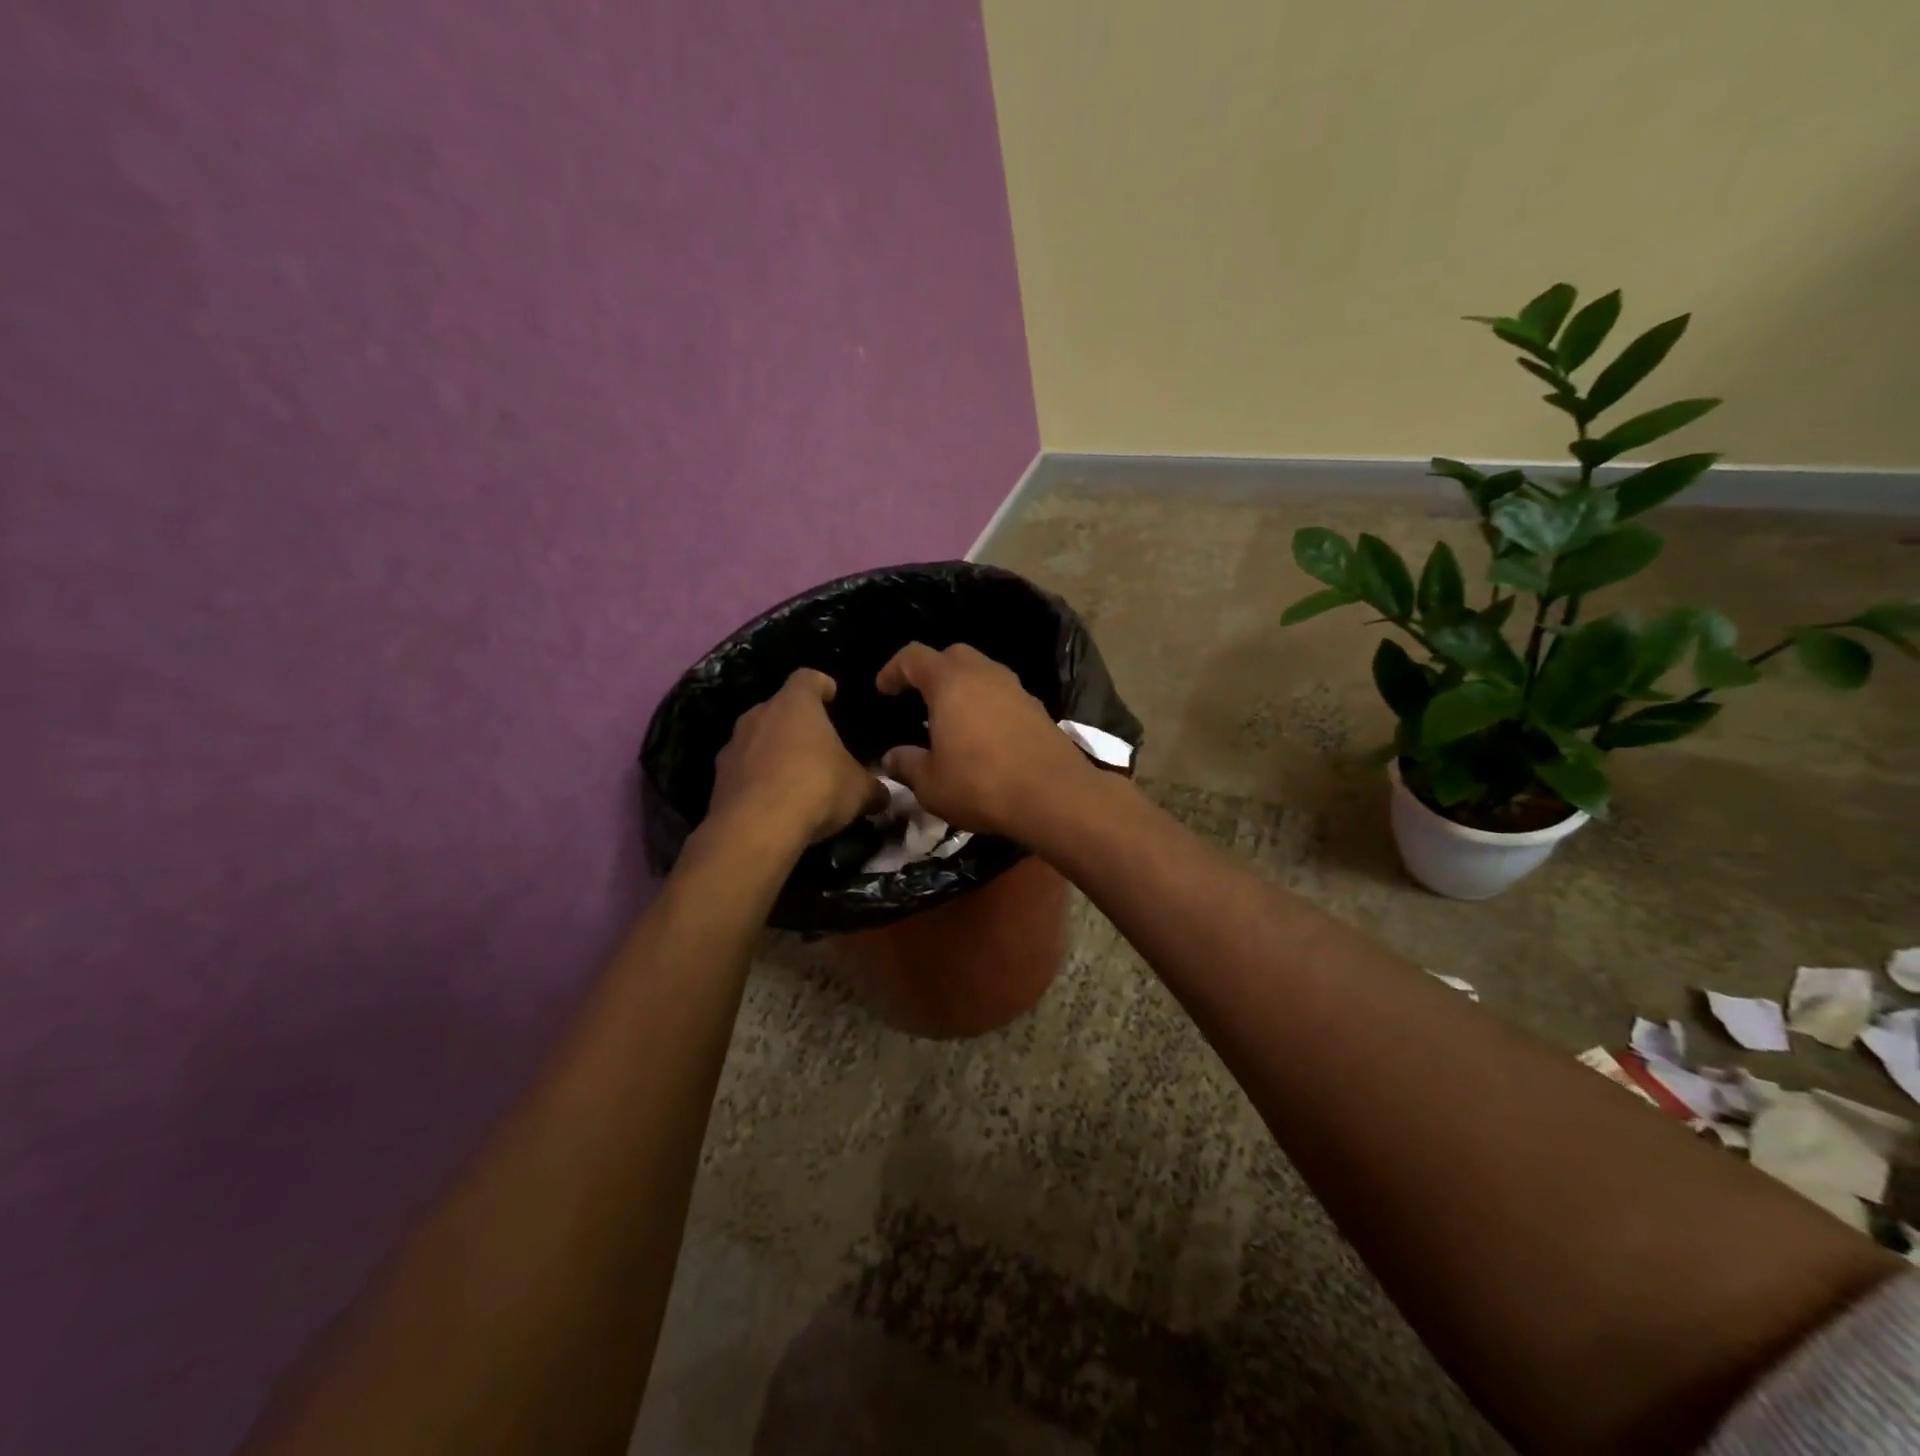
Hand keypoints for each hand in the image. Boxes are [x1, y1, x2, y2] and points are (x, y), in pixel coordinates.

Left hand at [707, 670, 884, 849]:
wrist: (755, 828)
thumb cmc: (816, 788)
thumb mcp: (859, 790)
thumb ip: (872, 787)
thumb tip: (883, 795)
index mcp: (795, 704)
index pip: (808, 678)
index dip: (821, 685)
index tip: (832, 695)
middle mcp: (759, 715)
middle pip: (779, 708)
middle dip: (796, 723)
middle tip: (817, 745)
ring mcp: (733, 746)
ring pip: (757, 739)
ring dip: (773, 751)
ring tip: (794, 777)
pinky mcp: (718, 779)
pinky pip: (743, 770)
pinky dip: (757, 780)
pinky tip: (773, 802)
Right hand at [874, 642, 1096, 837]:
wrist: (1054, 795)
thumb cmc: (981, 784)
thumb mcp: (931, 784)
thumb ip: (907, 765)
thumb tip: (891, 758)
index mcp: (950, 682)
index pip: (913, 657)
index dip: (893, 669)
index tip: (883, 689)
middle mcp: (984, 674)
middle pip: (952, 655)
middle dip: (932, 671)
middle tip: (918, 698)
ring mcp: (1016, 688)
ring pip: (982, 672)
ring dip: (963, 687)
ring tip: (950, 717)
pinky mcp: (1038, 708)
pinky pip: (1003, 694)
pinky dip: (987, 704)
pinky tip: (983, 734)